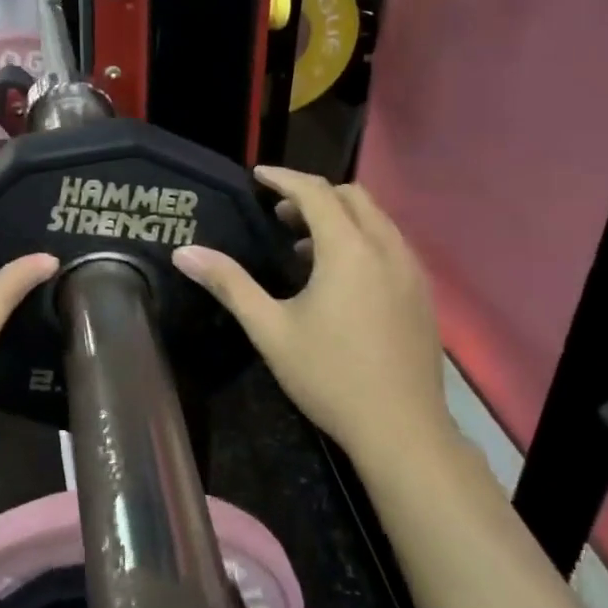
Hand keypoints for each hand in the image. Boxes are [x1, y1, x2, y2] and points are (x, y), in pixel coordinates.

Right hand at [171, 167, 452, 468]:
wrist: (402, 431)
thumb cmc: (329, 376)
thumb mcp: (270, 329)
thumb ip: (229, 284)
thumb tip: (184, 253)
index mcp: (348, 250)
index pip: (316, 192)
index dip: (284, 179)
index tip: (257, 176)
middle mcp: (386, 248)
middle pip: (352, 196)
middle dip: (313, 195)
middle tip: (278, 215)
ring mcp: (411, 271)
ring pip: (376, 219)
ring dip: (339, 217)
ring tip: (303, 248)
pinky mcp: (422, 293)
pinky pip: (390, 244)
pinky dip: (361, 239)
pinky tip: (340, 278)